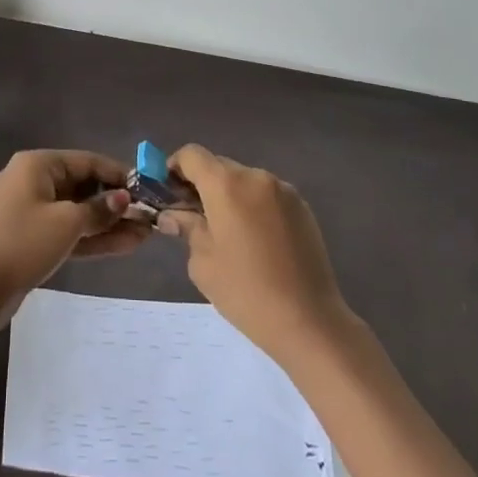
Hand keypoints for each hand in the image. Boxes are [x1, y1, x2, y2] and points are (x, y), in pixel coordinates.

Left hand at [0, 150, 149, 315]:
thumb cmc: (24, 243)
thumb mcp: (67, 223)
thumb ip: (99, 209)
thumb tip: (124, 198)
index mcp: (37, 164)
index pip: (86, 161)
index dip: (118, 174)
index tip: (147, 188)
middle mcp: (33, 180)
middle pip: (82, 186)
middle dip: (115, 202)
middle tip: (148, 216)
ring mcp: (31, 210)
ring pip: (77, 211)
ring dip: (108, 223)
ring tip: (144, 234)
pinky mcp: (31, 237)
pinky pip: (67, 230)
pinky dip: (91, 237)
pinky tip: (124, 245)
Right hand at [156, 143, 351, 364]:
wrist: (309, 321)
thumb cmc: (245, 291)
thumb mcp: (203, 262)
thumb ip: (187, 227)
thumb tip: (174, 215)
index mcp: (226, 185)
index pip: (191, 155)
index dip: (174, 167)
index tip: (167, 192)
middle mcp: (255, 177)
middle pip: (218, 166)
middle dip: (201, 184)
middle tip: (192, 216)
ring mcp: (283, 190)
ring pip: (244, 181)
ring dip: (229, 196)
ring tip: (227, 232)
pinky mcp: (302, 207)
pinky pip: (266, 195)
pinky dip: (253, 206)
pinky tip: (255, 240)